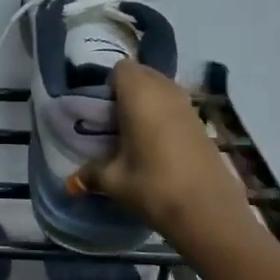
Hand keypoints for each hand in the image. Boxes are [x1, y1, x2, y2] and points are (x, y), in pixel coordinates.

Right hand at [74, 60, 239, 238]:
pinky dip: (164, 116)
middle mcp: (165, 90)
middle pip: (143, 75)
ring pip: (162, 90)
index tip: (100, 110)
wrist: (208, 210)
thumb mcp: (114, 181)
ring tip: (133, 133)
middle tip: (113, 121)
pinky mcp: (201, 123)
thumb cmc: (153, 184)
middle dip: (127, 91)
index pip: (121, 69)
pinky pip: (176, 107)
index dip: (109, 85)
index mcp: (139, 93)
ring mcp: (187, 106)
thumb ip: (91, 173)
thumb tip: (71, 182)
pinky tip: (156, 145)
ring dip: (148, 103)